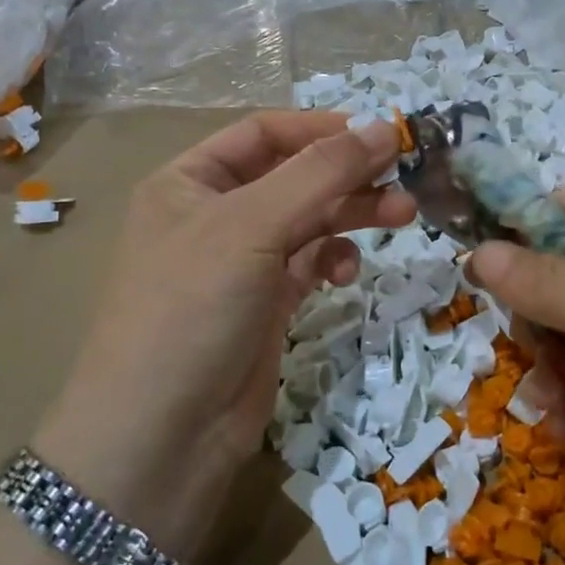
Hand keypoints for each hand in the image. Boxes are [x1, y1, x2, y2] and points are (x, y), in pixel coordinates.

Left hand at [34, 113, 413, 551]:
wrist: (161, 438)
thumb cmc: (192, 310)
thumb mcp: (252, 226)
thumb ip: (321, 173)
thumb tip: (384, 127)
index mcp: (189, 181)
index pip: (264, 133)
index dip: (322, 128)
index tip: (381, 134)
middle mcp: (213, 215)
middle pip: (293, 175)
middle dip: (347, 174)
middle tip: (404, 178)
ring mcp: (240, 263)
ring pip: (307, 220)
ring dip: (352, 214)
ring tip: (402, 215)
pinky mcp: (265, 305)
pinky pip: (308, 264)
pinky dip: (333, 259)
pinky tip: (348, 272)